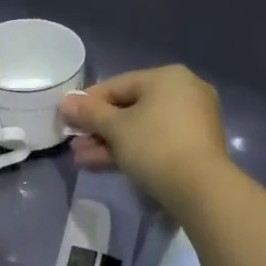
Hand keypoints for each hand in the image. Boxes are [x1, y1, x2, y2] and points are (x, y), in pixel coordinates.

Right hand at [60, 66, 231, 211]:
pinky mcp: (193, 146)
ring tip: (81, 159)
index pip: (116, 85)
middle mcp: (183, 92)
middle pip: (128, 108)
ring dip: (108, 143)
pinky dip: (130, 150)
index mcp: (167, 78)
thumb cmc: (154, 145)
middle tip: (73, 144)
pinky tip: (102, 164)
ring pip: (140, 128)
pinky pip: (154, 141)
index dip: (87, 103)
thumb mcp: (115, 128)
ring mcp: (191, 120)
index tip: (66, 119)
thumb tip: (65, 101)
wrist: (200, 188)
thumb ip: (88, 113)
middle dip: (97, 129)